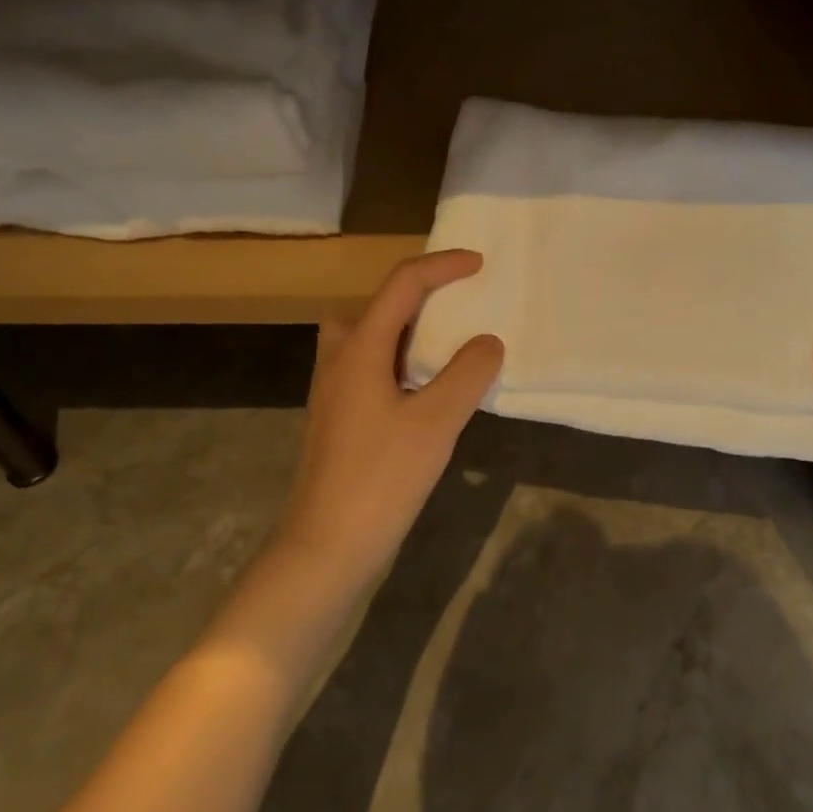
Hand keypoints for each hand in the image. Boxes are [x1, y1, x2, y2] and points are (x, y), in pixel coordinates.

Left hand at [274, 250, 503, 586]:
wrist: (324, 547)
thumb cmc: (380, 478)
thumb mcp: (436, 423)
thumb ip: (467, 374)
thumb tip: (487, 342)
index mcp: (360, 348)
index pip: (402, 285)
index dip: (442, 266)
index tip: (479, 264)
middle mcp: (339, 359)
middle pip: (373, 304)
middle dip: (415, 293)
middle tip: (453, 304)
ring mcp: (334, 391)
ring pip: (365, 336)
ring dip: (402, 328)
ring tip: (441, 345)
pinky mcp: (338, 419)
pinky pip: (368, 366)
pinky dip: (397, 360)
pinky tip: (423, 391)